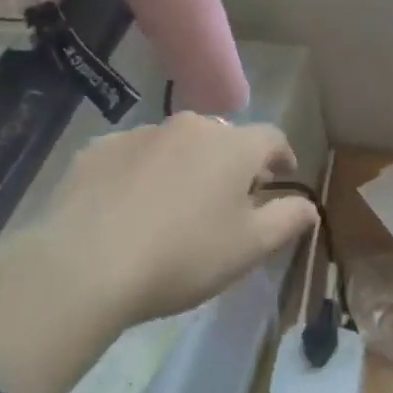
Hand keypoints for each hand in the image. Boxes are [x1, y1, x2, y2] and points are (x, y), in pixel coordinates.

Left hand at [0, 114, 316, 392]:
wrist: (84, 266)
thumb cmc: (183, 256)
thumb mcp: (250, 248)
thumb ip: (288, 220)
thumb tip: (309, 205)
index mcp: (233, 146)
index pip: (272, 138)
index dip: (283, 157)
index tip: (282, 178)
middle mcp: (189, 126)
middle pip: (223, 138)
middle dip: (233, 163)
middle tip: (229, 199)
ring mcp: (139, 134)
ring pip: (176, 145)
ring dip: (185, 166)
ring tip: (175, 206)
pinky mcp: (96, 150)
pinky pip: (132, 156)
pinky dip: (141, 173)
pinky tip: (129, 208)